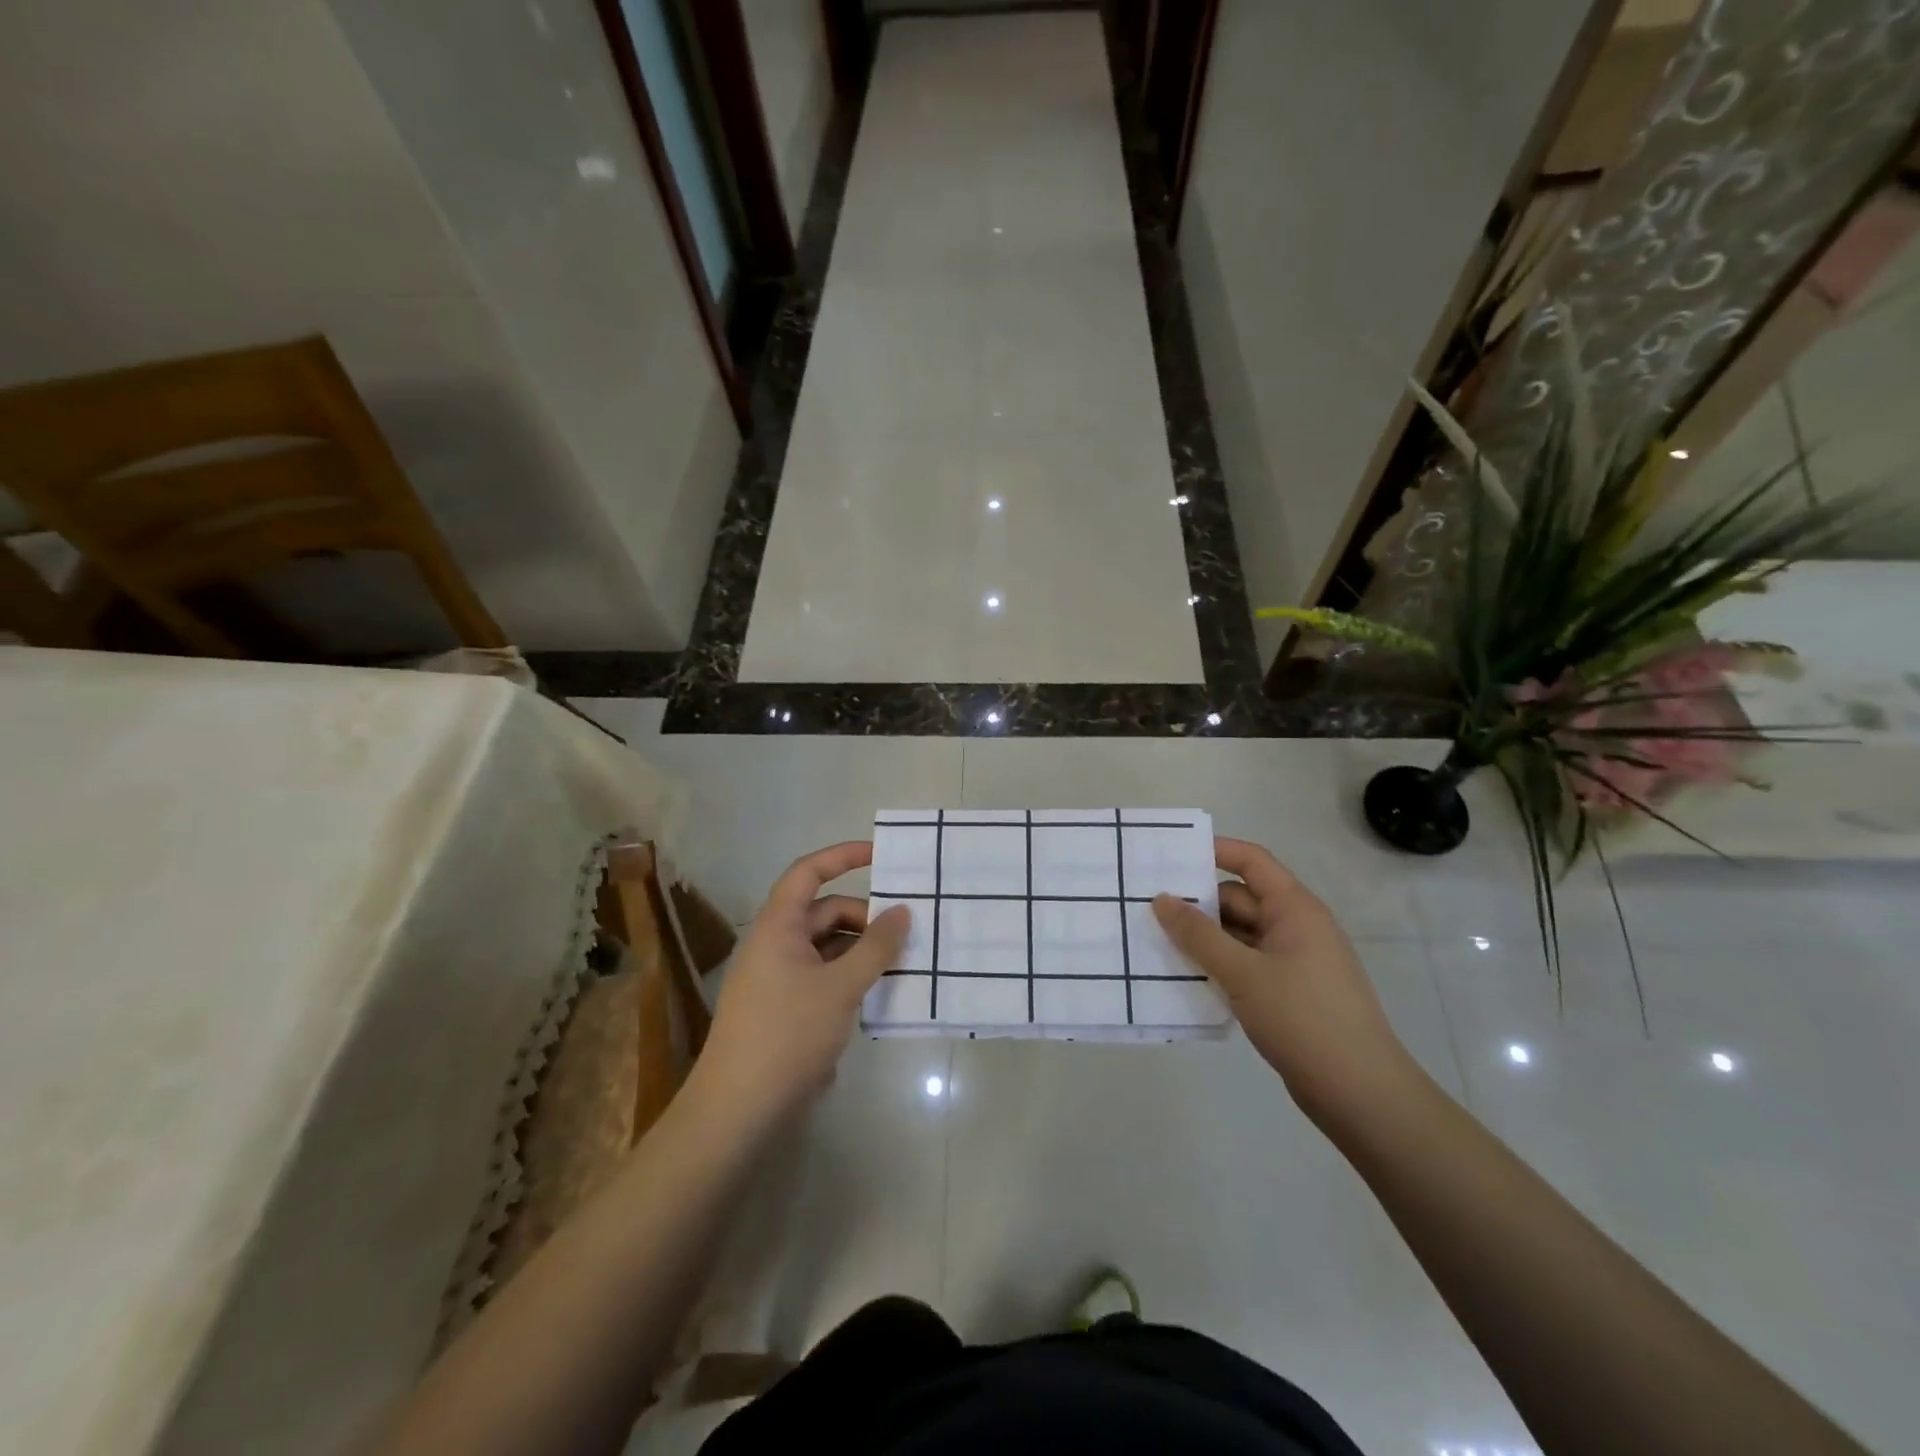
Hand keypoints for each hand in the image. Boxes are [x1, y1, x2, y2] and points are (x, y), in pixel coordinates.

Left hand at [687, 841, 909, 1131]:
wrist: (737, 1111)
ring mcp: (778, 977)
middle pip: (824, 911)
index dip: (843, 856)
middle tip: (909, 929)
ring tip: (903, 962)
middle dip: (866, 915)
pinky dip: (851, 975)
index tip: (882, 855)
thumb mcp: (841, 987)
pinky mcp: (785, 1008)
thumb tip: (903, 911)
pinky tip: (880, 993)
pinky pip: (823, 975)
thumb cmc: (787, 1035)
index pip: (809, 872)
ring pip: (827, 946)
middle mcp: (775, 943)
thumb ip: (876, 947)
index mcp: (777, 926)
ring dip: (862, 948)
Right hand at [1152, 838, 1420, 1124]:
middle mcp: (1295, 927)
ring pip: (1239, 935)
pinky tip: (1186, 977)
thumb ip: (1198, 935)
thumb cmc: (1302, 1018)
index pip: (1251, 861)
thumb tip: (1161, 899)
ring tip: (1156, 941)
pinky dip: (1218, 965)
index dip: (1214, 851)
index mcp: (1294, 909)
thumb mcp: (1243, 973)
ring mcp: (1294, 961)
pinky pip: (1245, 964)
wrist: (1359, 1093)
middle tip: (1147, 906)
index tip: (1170, 855)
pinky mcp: (1288, 992)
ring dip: (1204, 938)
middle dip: (1197, 902)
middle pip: (1240, 899)